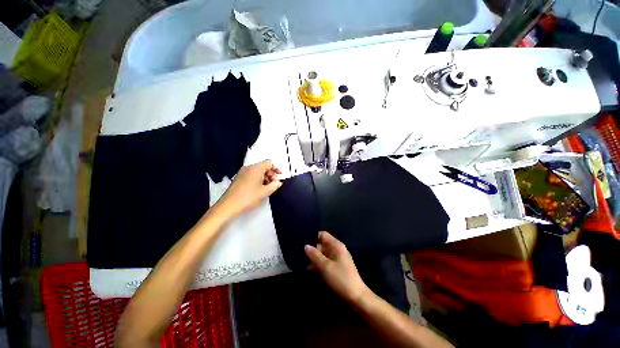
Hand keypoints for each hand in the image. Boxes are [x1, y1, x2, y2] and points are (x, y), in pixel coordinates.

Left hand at [218, 160, 281, 216]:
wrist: (228, 206)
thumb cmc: (248, 197)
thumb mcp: (265, 192)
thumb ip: (274, 185)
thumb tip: (279, 182)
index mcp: (256, 168)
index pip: (269, 162)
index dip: (277, 168)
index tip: (280, 177)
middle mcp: (248, 168)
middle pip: (264, 166)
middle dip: (271, 174)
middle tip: (274, 184)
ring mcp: (242, 172)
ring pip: (258, 171)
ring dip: (265, 177)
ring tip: (268, 188)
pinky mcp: (239, 178)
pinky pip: (252, 175)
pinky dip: (258, 179)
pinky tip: (260, 188)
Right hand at [305, 231, 368, 303]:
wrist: (356, 297)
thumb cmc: (340, 278)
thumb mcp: (325, 266)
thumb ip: (315, 255)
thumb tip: (305, 245)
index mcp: (336, 245)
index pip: (323, 235)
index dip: (313, 237)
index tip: (303, 242)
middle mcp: (337, 249)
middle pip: (322, 244)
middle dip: (312, 249)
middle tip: (300, 254)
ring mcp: (338, 258)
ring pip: (323, 253)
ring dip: (314, 257)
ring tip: (302, 262)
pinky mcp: (337, 267)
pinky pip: (326, 261)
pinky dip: (319, 264)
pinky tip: (310, 269)